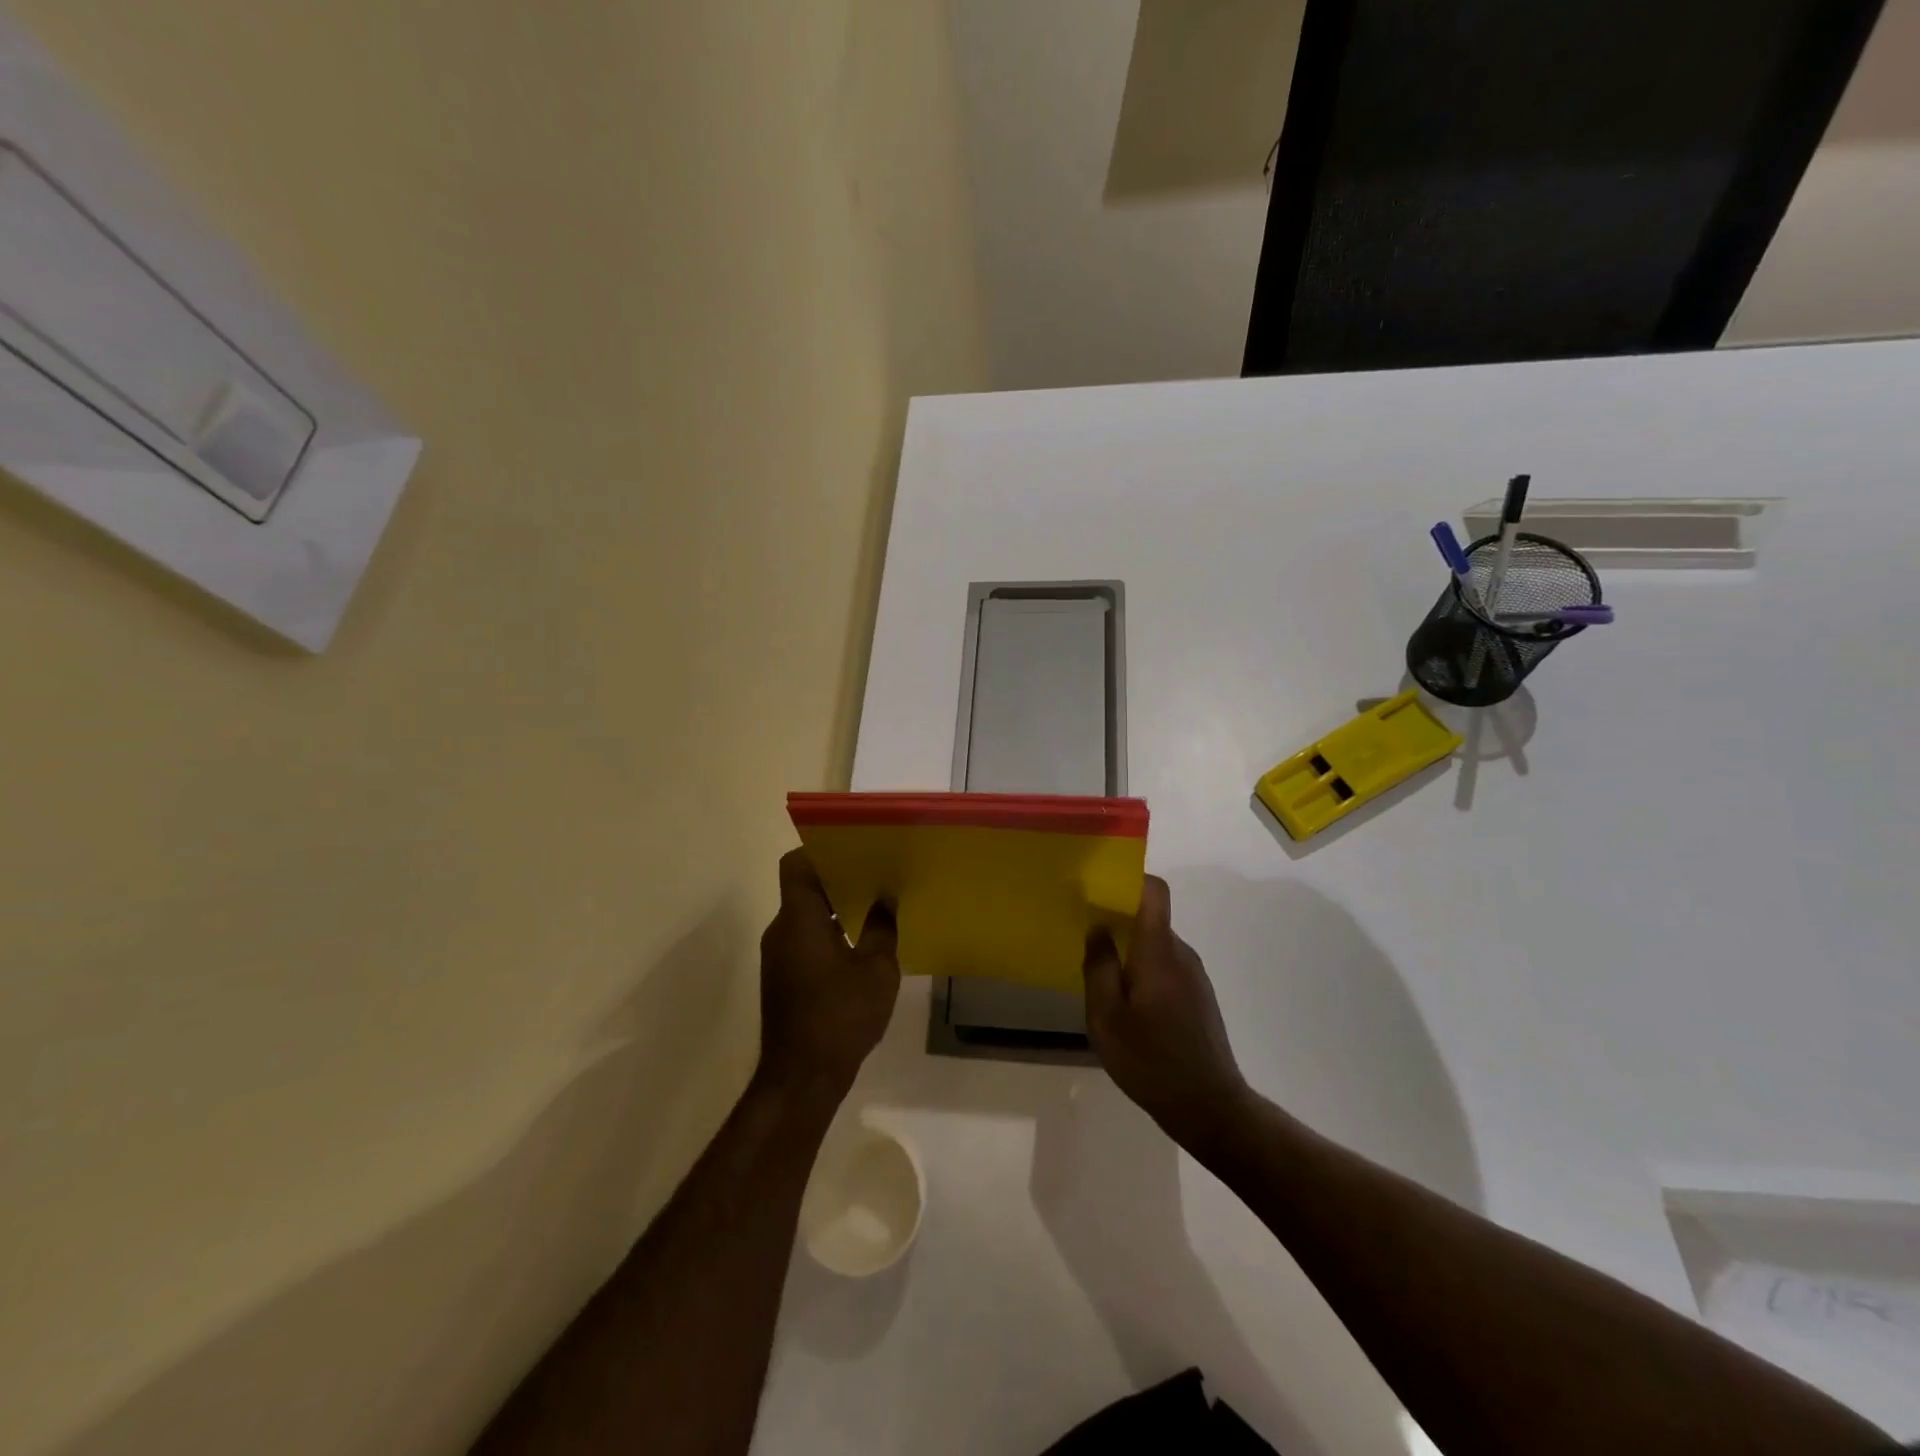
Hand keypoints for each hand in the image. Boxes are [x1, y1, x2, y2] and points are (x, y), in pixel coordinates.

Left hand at [756, 850, 899, 1099]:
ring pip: (804, 915)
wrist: (802, 1078)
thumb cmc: (840, 1016)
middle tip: (875, 872)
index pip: (796, 865)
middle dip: (836, 877)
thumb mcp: (876, 970)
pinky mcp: (782, 978)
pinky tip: (859, 942)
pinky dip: (827, 931)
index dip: (821, 851)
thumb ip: (881, 929)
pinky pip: (803, 938)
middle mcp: (780, 931)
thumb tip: (886, 900)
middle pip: (802, 888)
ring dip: (833, 907)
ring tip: (873, 903)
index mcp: (798, 920)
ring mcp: (778, 956)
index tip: (853, 849)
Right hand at [1084, 875, 1250, 1149]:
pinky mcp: (1199, 997)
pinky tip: (1128, 1006)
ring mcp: (1194, 976)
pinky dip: (1144, 972)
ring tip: (1102, 979)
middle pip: (1151, 919)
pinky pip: (1166, 968)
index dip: (1130, 880)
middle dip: (1118, 922)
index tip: (1099, 889)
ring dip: (1130, 953)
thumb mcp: (1107, 1017)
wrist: (1210, 1107)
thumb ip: (1099, 967)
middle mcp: (1182, 954)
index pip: (1154, 891)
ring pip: (1156, 947)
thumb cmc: (1151, 1060)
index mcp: (1159, 951)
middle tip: (1086, 940)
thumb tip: (1097, 928)